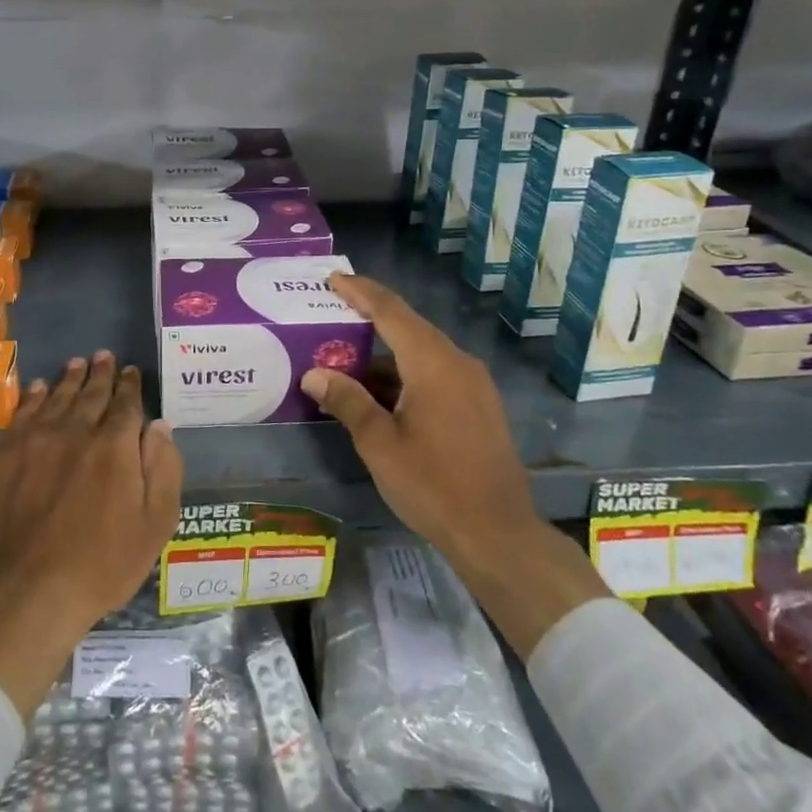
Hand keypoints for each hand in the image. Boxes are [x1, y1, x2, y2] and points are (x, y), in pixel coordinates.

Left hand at [0, 352, 183, 715]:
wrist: (26, 591)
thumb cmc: (101, 564)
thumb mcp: (155, 523)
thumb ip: (163, 468)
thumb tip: (159, 425)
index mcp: (115, 446)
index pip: (126, 404)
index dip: (130, 386)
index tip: (131, 371)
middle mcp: (75, 431)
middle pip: (90, 394)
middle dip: (101, 373)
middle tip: (104, 356)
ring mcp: (34, 441)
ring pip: (56, 397)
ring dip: (69, 378)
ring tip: (77, 363)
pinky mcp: (2, 456)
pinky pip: (22, 414)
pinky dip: (33, 397)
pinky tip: (37, 388)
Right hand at [300, 274, 533, 566]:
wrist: (498, 533)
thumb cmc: (433, 485)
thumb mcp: (379, 444)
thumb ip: (348, 401)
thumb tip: (314, 373)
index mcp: (433, 364)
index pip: (391, 311)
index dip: (361, 292)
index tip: (334, 279)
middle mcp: (457, 363)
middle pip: (408, 327)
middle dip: (370, 318)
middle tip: (334, 313)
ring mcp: (474, 384)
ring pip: (422, 353)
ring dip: (385, 355)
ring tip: (347, 363)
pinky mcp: (479, 406)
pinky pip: (436, 374)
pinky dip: (405, 374)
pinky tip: (381, 395)